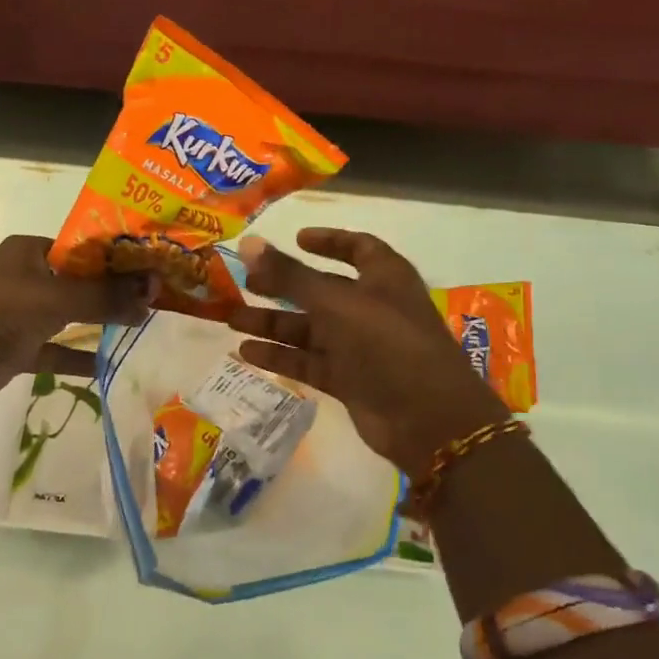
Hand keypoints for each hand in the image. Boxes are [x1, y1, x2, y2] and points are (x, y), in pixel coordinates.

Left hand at [0, 236, 154, 436]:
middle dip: (115, 291)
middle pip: (81, 282)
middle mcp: (28, 277)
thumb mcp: (53, 298)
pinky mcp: (18, 348)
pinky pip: (56, 351)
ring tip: (144, 327)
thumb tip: (151, 294)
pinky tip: (111, 366)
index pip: (85, 248)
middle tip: (158, 298)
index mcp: (32, 251)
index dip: (119, 257)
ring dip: (101, 323)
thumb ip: (102, 297)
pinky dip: (79, 359)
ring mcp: (22, 314)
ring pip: (71, 316)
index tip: (154, 267)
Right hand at [228, 229, 505, 478]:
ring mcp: (361, 346)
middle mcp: (371, 307)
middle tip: (245, 281)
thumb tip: (248, 242)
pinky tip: (246, 353)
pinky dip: (280, 356)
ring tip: (231, 319)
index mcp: (384, 277)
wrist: (428, 419)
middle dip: (284, 285)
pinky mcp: (349, 380)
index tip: (294, 238)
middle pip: (322, 289)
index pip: (357, 247)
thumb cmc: (386, 343)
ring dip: (272, 322)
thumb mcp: (335, 303)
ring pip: (310, 328)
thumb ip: (290, 275)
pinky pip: (308, 361)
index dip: (328, 240)